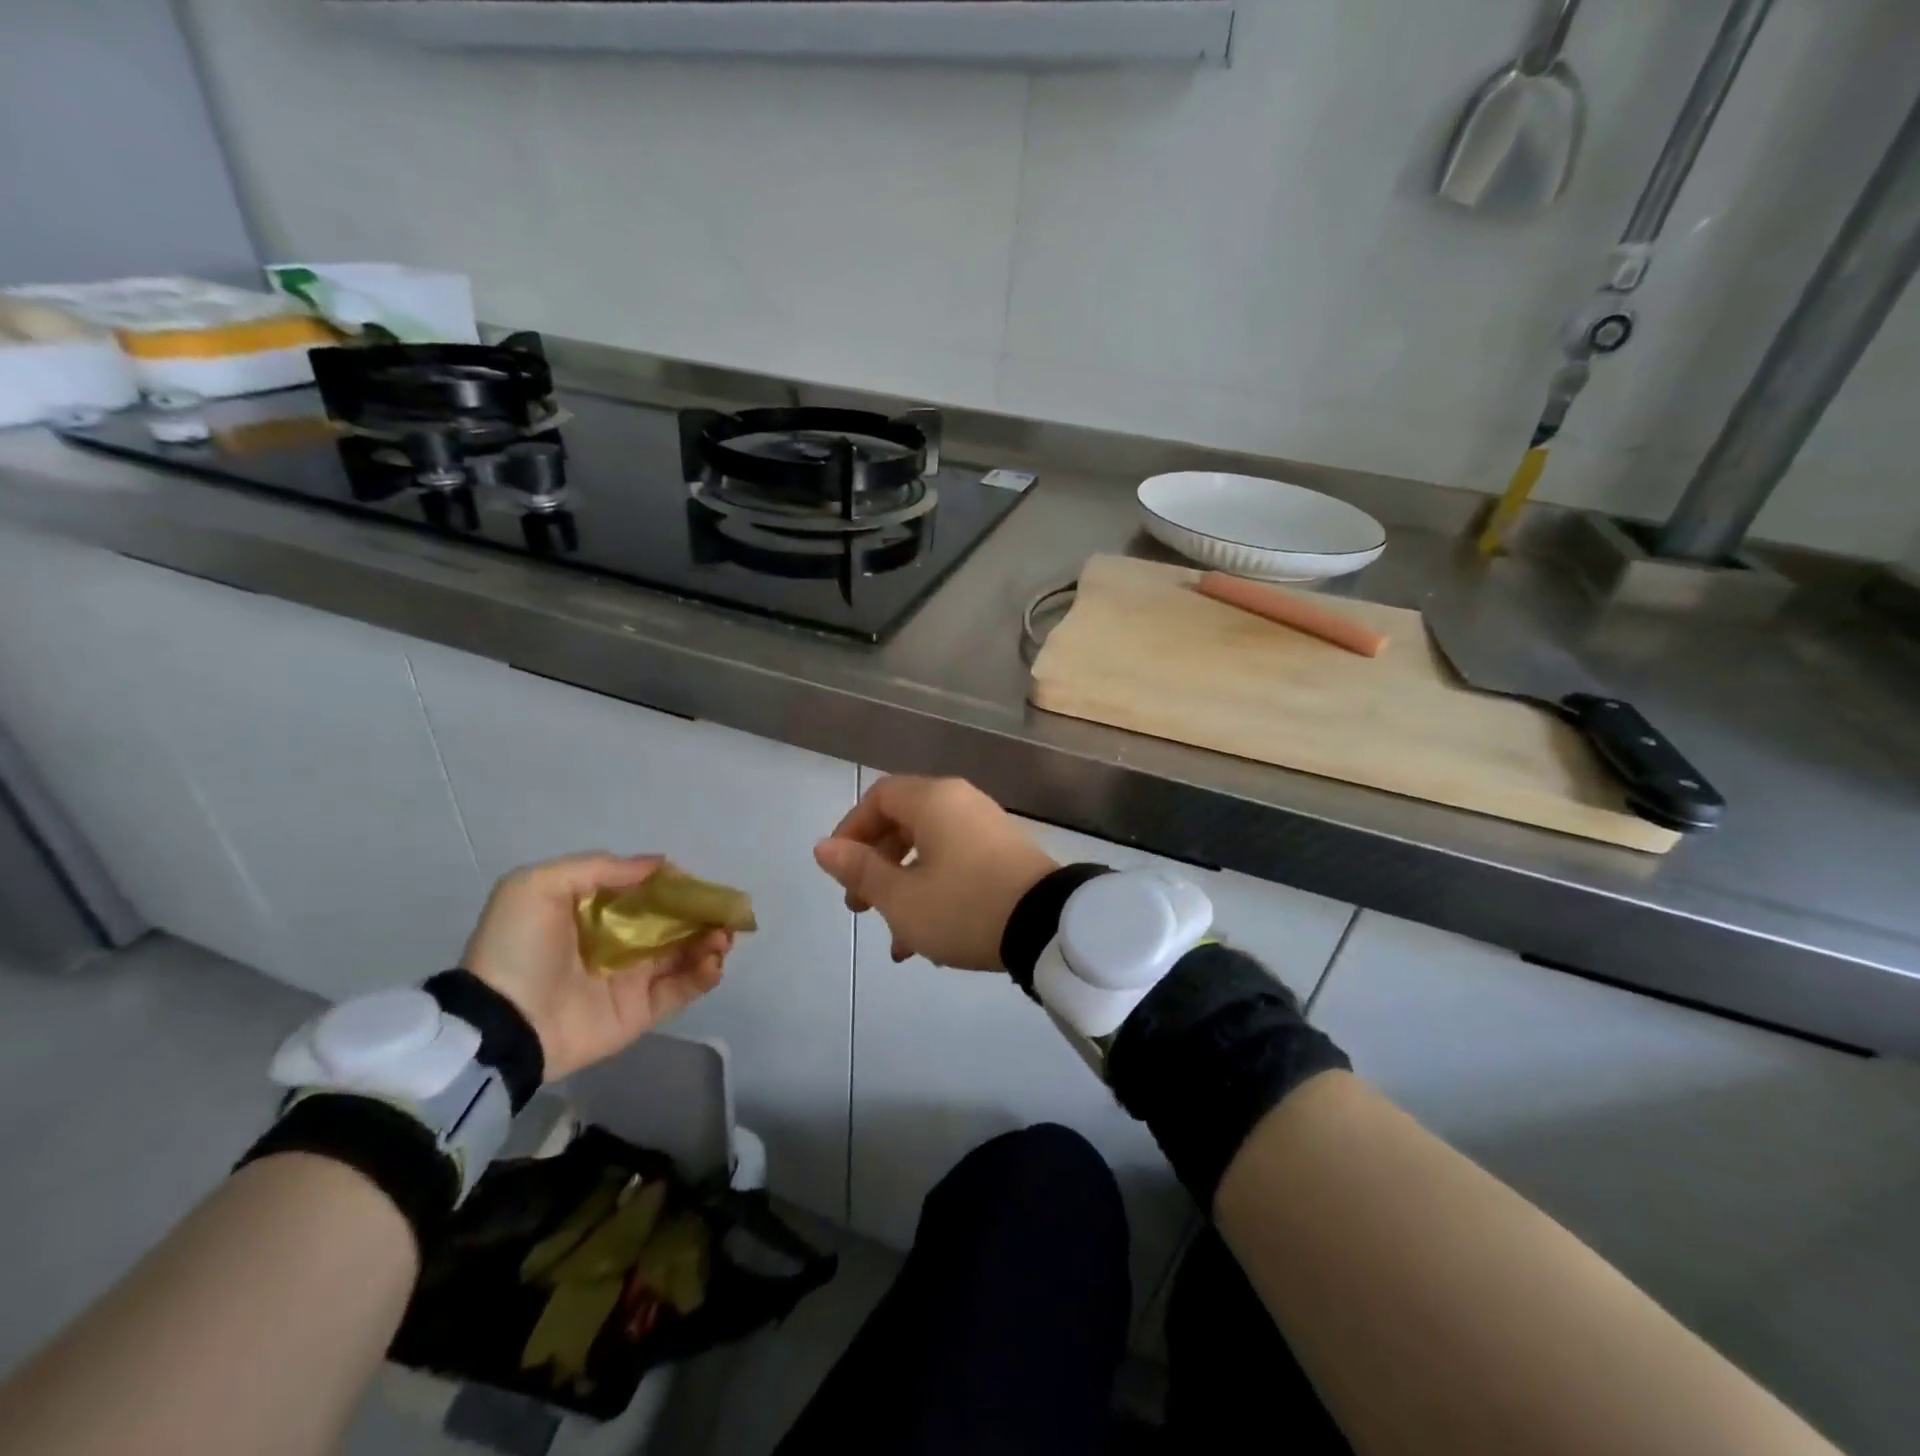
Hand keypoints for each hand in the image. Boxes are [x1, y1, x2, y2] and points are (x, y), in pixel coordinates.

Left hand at [461, 853, 731, 1082]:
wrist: (500, 1024)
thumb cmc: (518, 948)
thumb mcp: (538, 885)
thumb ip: (599, 868)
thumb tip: (659, 867)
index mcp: (595, 912)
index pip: (646, 894)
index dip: (675, 887)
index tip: (696, 885)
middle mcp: (617, 943)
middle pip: (672, 924)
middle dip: (701, 915)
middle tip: (723, 914)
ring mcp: (630, 980)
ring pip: (684, 955)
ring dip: (709, 942)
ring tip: (721, 938)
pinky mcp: (640, 1013)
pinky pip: (681, 991)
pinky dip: (704, 976)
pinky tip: (713, 963)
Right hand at [813, 776, 1057, 970]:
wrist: (1048, 926)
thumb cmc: (963, 906)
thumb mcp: (902, 897)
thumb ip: (860, 869)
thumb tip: (823, 846)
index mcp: (933, 801)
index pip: (879, 798)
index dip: (851, 830)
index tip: (839, 869)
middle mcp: (961, 804)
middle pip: (904, 824)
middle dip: (876, 867)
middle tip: (861, 907)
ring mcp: (987, 828)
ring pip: (930, 852)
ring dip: (905, 891)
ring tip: (897, 941)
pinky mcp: (1006, 855)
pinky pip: (957, 864)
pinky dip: (936, 893)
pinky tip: (929, 941)